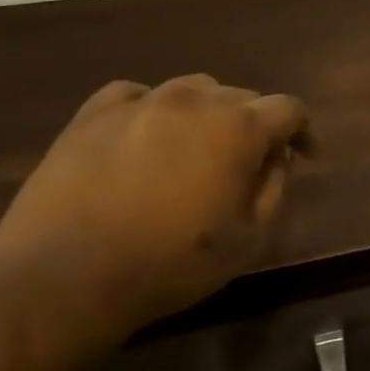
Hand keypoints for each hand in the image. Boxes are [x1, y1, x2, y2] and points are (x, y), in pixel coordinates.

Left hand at [0, 75, 310, 335]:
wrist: (64, 279)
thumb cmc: (172, 263)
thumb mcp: (249, 237)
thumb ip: (275, 187)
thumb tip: (277, 157)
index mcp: (239, 127)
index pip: (289, 109)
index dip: (303, 132)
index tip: (305, 158)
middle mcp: (193, 100)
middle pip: (242, 97)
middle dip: (256, 125)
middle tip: (250, 162)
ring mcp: (139, 102)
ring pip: (192, 91)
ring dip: (208, 114)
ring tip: (198, 148)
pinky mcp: (91, 114)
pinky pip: (138, 96)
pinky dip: (155, 111)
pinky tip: (148, 139)